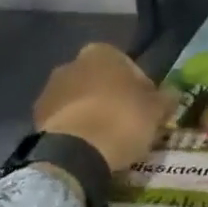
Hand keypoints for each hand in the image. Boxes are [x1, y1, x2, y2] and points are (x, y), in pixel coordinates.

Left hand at [33, 43, 177, 172]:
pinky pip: (64, 121)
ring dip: (91, 114)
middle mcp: (72, 62)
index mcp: (102, 52)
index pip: (129, 67)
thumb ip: (165, 98)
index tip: (148, 111)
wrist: (75, 154)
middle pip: (101, 81)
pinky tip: (87, 149)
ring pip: (80, 100)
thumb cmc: (122, 120)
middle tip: (127, 125)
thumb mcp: (156, 110)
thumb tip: (172, 94)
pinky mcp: (35, 118)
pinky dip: (75, 130)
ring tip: (106, 141)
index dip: (142, 90)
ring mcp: (50, 90)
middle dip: (112, 98)